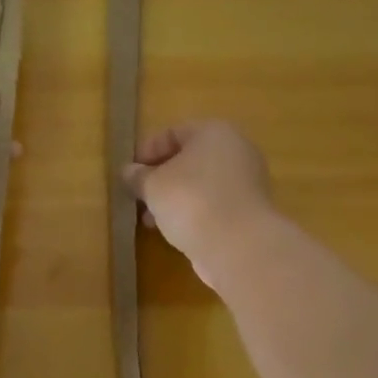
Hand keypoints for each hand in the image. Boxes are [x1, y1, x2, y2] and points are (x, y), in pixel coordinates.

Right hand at [123, 121, 276, 289]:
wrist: (237, 245)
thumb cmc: (190, 200)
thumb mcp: (152, 186)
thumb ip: (137, 176)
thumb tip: (128, 172)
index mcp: (214, 132)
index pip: (172, 133)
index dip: (146, 152)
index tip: (129, 175)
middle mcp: (235, 150)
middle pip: (188, 160)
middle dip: (159, 179)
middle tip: (139, 197)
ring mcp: (247, 182)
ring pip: (200, 184)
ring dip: (173, 199)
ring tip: (151, 220)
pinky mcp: (249, 211)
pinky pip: (213, 204)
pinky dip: (193, 213)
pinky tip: (174, 231)